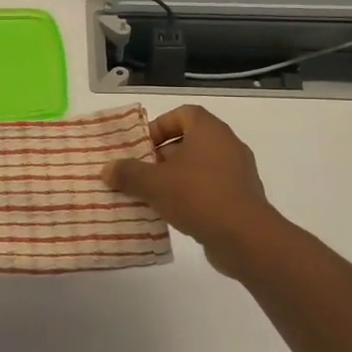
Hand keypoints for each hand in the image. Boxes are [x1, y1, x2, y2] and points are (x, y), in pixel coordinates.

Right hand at [103, 106, 288, 275]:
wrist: (244, 237)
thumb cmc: (198, 196)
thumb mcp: (153, 183)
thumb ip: (128, 173)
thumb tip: (107, 169)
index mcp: (210, 131)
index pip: (183, 114)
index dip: (160, 126)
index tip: (141, 146)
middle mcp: (227, 146)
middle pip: (189, 142)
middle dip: (161, 156)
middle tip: (140, 173)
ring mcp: (238, 173)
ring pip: (198, 168)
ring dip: (174, 178)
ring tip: (151, 196)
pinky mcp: (241, 198)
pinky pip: (210, 189)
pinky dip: (191, 196)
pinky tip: (173, 214)